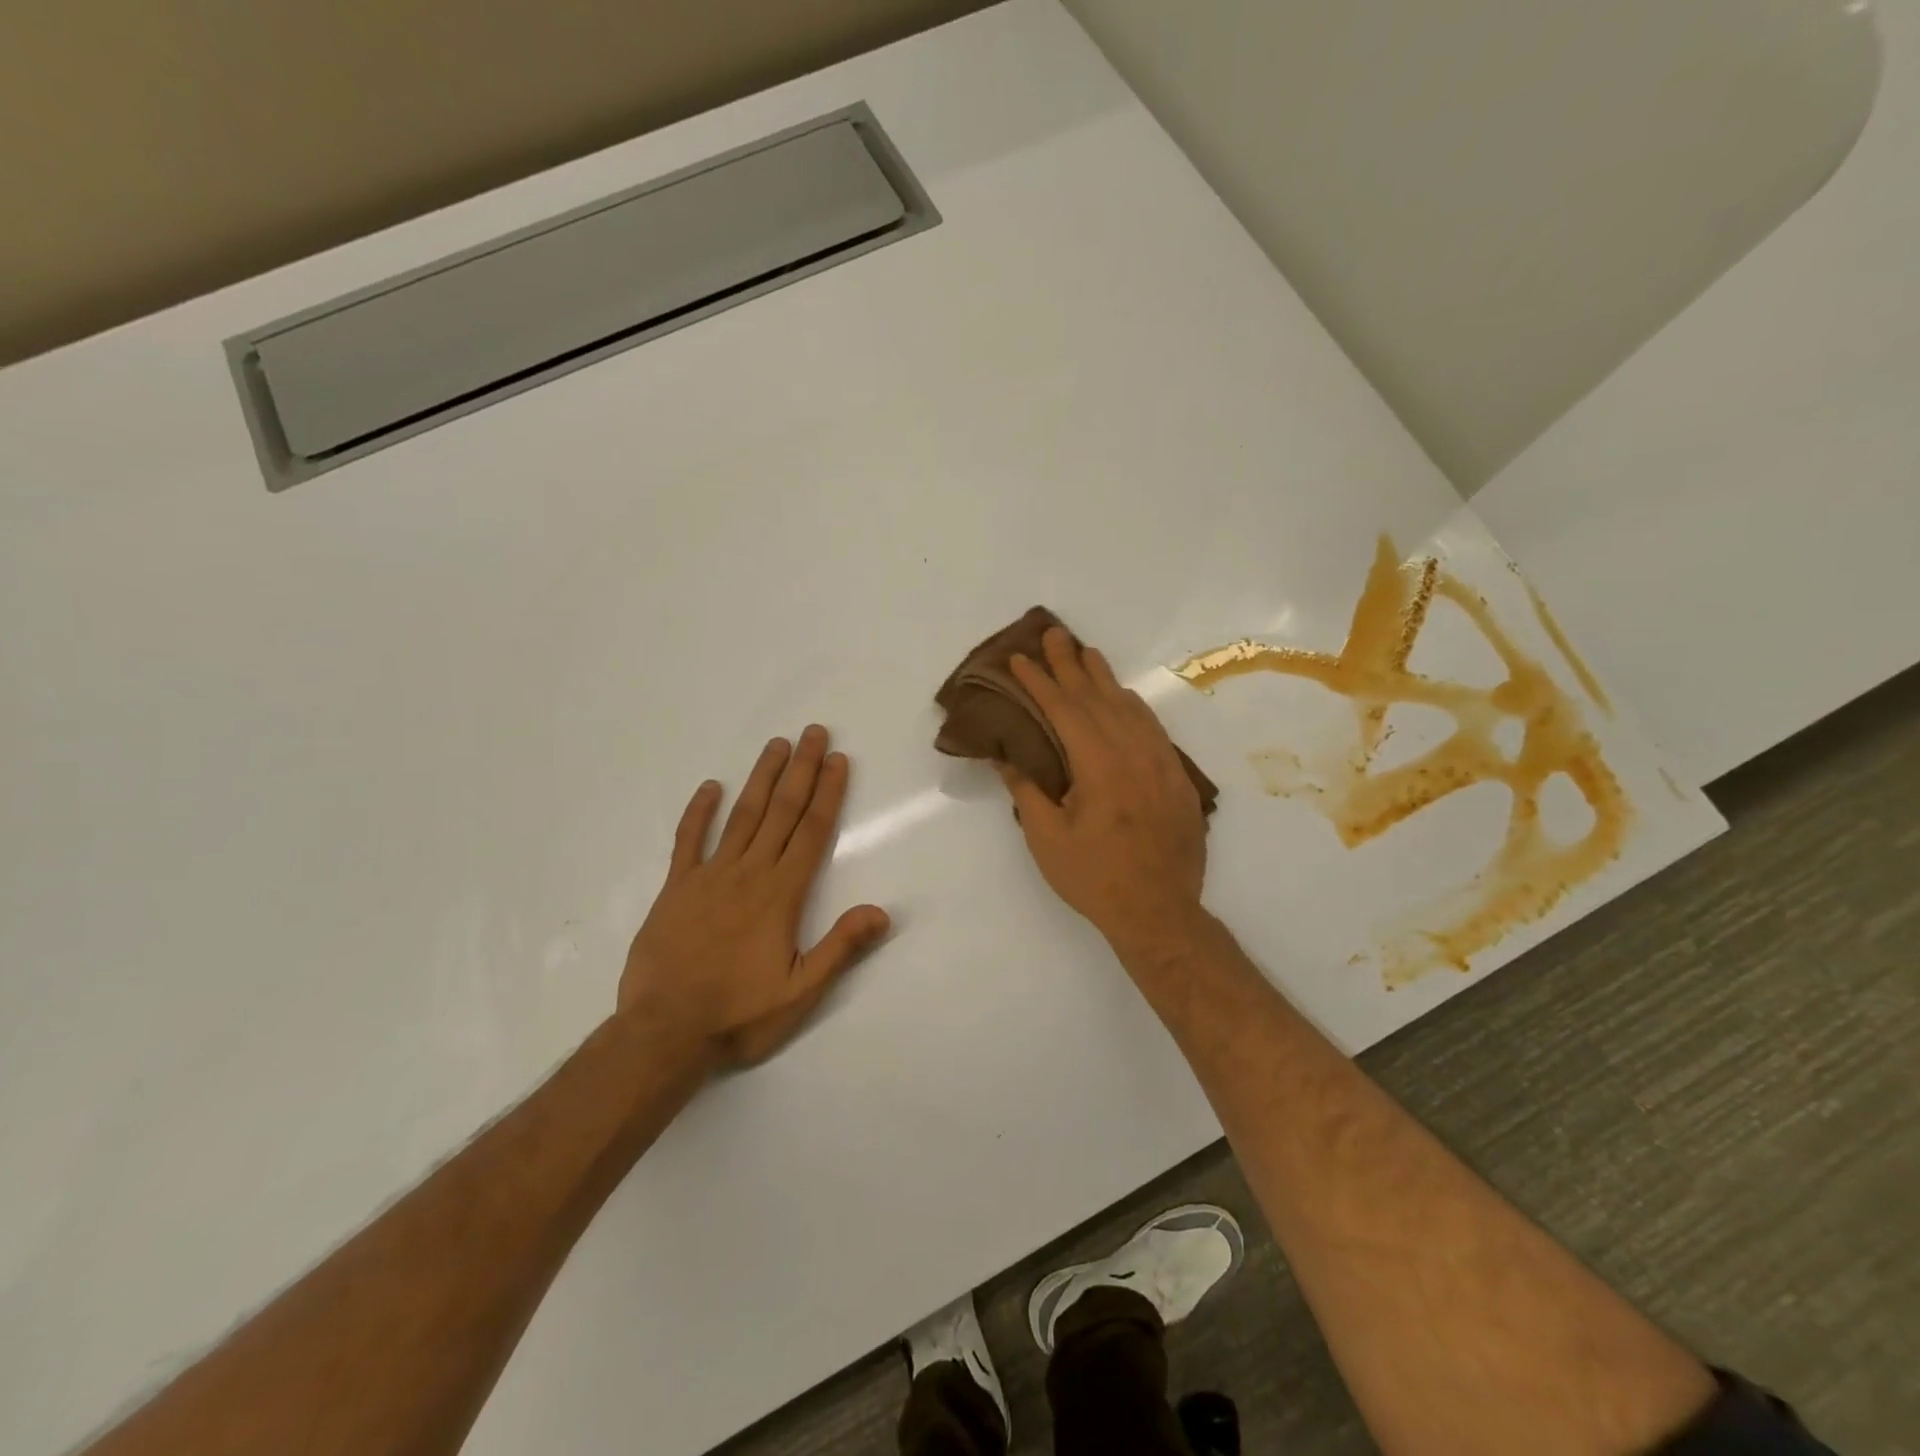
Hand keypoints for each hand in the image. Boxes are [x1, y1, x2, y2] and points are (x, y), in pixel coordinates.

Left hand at [619, 726, 890, 1067]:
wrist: (664, 1032)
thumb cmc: (739, 1014)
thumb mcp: (800, 992)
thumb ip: (840, 947)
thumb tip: (883, 912)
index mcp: (781, 895)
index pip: (812, 832)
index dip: (827, 793)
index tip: (837, 759)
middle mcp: (749, 874)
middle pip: (781, 812)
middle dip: (800, 770)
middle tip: (813, 732)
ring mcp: (709, 876)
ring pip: (742, 816)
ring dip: (761, 778)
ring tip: (776, 745)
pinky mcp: (676, 888)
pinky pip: (688, 841)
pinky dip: (699, 812)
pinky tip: (710, 787)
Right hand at [998, 628, 1207, 946]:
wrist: (1159, 911)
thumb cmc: (1094, 877)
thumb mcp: (1047, 837)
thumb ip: (1026, 790)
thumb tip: (1004, 756)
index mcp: (1098, 764)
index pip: (1064, 710)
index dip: (1039, 682)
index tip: (1020, 658)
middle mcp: (1132, 751)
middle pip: (1097, 697)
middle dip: (1070, 664)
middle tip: (1052, 633)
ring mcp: (1160, 761)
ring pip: (1129, 706)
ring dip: (1104, 678)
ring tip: (1086, 652)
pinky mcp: (1175, 776)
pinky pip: (1152, 726)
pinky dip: (1133, 705)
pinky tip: (1124, 698)